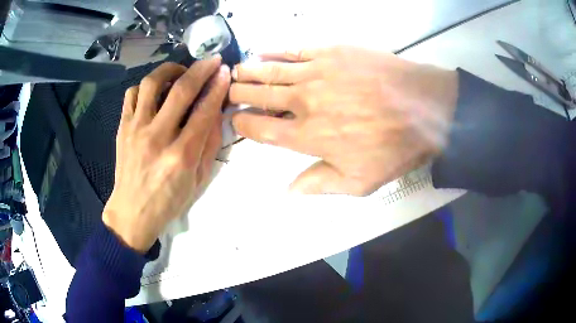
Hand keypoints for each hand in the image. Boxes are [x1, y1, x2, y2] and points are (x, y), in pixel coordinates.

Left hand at [103, 57, 230, 252]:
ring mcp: (136, 129)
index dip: (218, 87)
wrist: (132, 212)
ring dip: (171, 70)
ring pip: (152, 83)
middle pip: (181, 90)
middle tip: (211, 61)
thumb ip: (209, 145)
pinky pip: (132, 94)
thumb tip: (216, 112)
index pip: (204, 110)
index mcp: (181, 156)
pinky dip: (146, 86)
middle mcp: (157, 137)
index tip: (225, 71)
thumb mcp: (198, 181)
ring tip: (181, 73)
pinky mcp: (122, 128)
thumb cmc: (168, 202)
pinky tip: (155, 91)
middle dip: (201, 69)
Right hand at [230, 46, 457, 194]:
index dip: (243, 124)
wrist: (425, 108)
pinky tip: (263, 51)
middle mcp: (304, 102)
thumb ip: (319, 184)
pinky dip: (275, 51)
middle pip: (260, 96)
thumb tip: (288, 191)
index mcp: (308, 136)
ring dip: (249, 71)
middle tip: (228, 91)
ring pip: (270, 71)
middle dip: (239, 94)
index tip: (234, 119)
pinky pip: (294, 50)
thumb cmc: (394, 147)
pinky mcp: (331, 52)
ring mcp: (316, 73)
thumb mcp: (359, 182)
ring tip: (235, 72)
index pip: (262, 129)